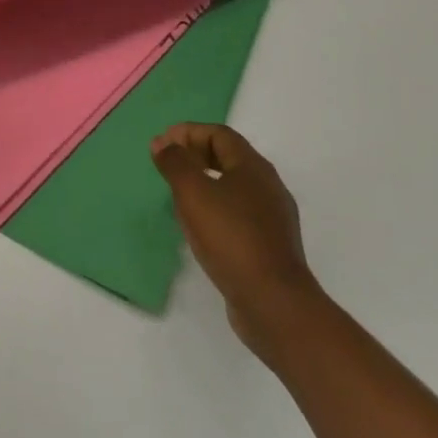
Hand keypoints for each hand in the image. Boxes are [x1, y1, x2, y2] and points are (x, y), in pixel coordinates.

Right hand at [153, 123, 322, 356]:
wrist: (274, 304)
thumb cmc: (231, 238)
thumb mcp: (194, 194)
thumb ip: (176, 163)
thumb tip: (163, 142)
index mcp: (253, 167)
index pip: (219, 134)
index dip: (188, 132)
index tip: (162, 144)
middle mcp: (268, 186)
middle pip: (229, 157)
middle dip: (196, 155)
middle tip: (169, 165)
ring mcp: (273, 217)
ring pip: (234, 187)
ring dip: (206, 183)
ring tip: (179, 196)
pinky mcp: (270, 245)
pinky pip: (239, 214)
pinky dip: (216, 209)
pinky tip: (202, 228)